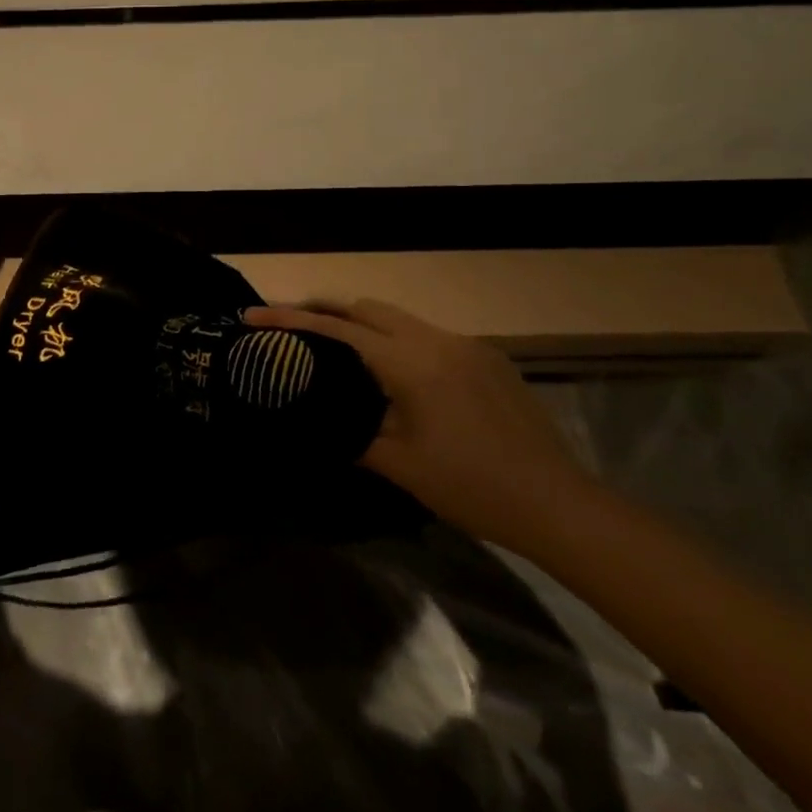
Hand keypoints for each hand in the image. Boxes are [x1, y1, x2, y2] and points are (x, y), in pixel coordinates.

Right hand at [244, 299, 599, 552]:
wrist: (558, 503)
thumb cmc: (472, 487)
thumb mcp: (401, 465)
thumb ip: (354, 434)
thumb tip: (323, 421)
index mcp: (410, 362)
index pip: (338, 328)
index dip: (290, 319)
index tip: (252, 315)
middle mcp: (436, 339)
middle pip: (367, 308)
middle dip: (325, 311)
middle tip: (292, 329)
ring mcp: (466, 345)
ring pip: (399, 319)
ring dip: (363, 326)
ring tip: (337, 352)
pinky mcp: (488, 357)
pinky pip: (428, 337)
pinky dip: (398, 343)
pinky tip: (397, 377)